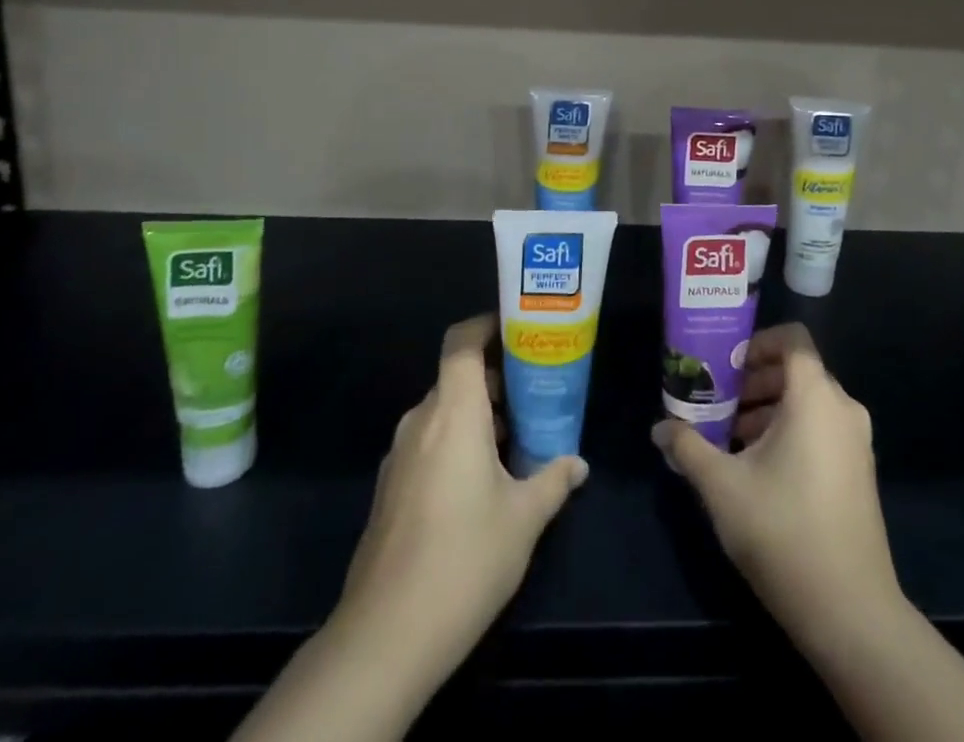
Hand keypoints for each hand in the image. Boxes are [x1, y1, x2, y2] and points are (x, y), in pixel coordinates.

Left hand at [234, 315, 586, 741]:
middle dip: (497, 378)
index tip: (520, 330)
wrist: (385, 637)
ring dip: (479, 415)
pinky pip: (429, 443)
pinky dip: (458, 442)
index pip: (461, 342)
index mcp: (453, 413)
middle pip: (457, 377)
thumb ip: (554, 479)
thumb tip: (578, 463)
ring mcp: (400, 456)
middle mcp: (421, 422)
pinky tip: (485, 480)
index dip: (487, 325)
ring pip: (444, 412)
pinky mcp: (391, 489)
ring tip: (520, 435)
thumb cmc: (464, 559)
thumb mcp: (524, 519)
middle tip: (537, 389)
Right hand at [652, 323, 902, 654]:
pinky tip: (759, 468)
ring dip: (769, 408)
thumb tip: (659, 428)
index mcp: (815, 397)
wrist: (851, 613)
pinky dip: (790, 431)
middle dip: (755, 380)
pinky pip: (822, 429)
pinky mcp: (859, 472)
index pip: (793, 340)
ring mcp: (856, 442)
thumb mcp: (722, 486)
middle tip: (718, 401)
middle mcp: (843, 409)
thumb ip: (688, 447)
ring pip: (808, 403)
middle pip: (797, 371)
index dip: (758, 342)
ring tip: (731, 438)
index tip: (726, 364)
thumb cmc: (783, 531)